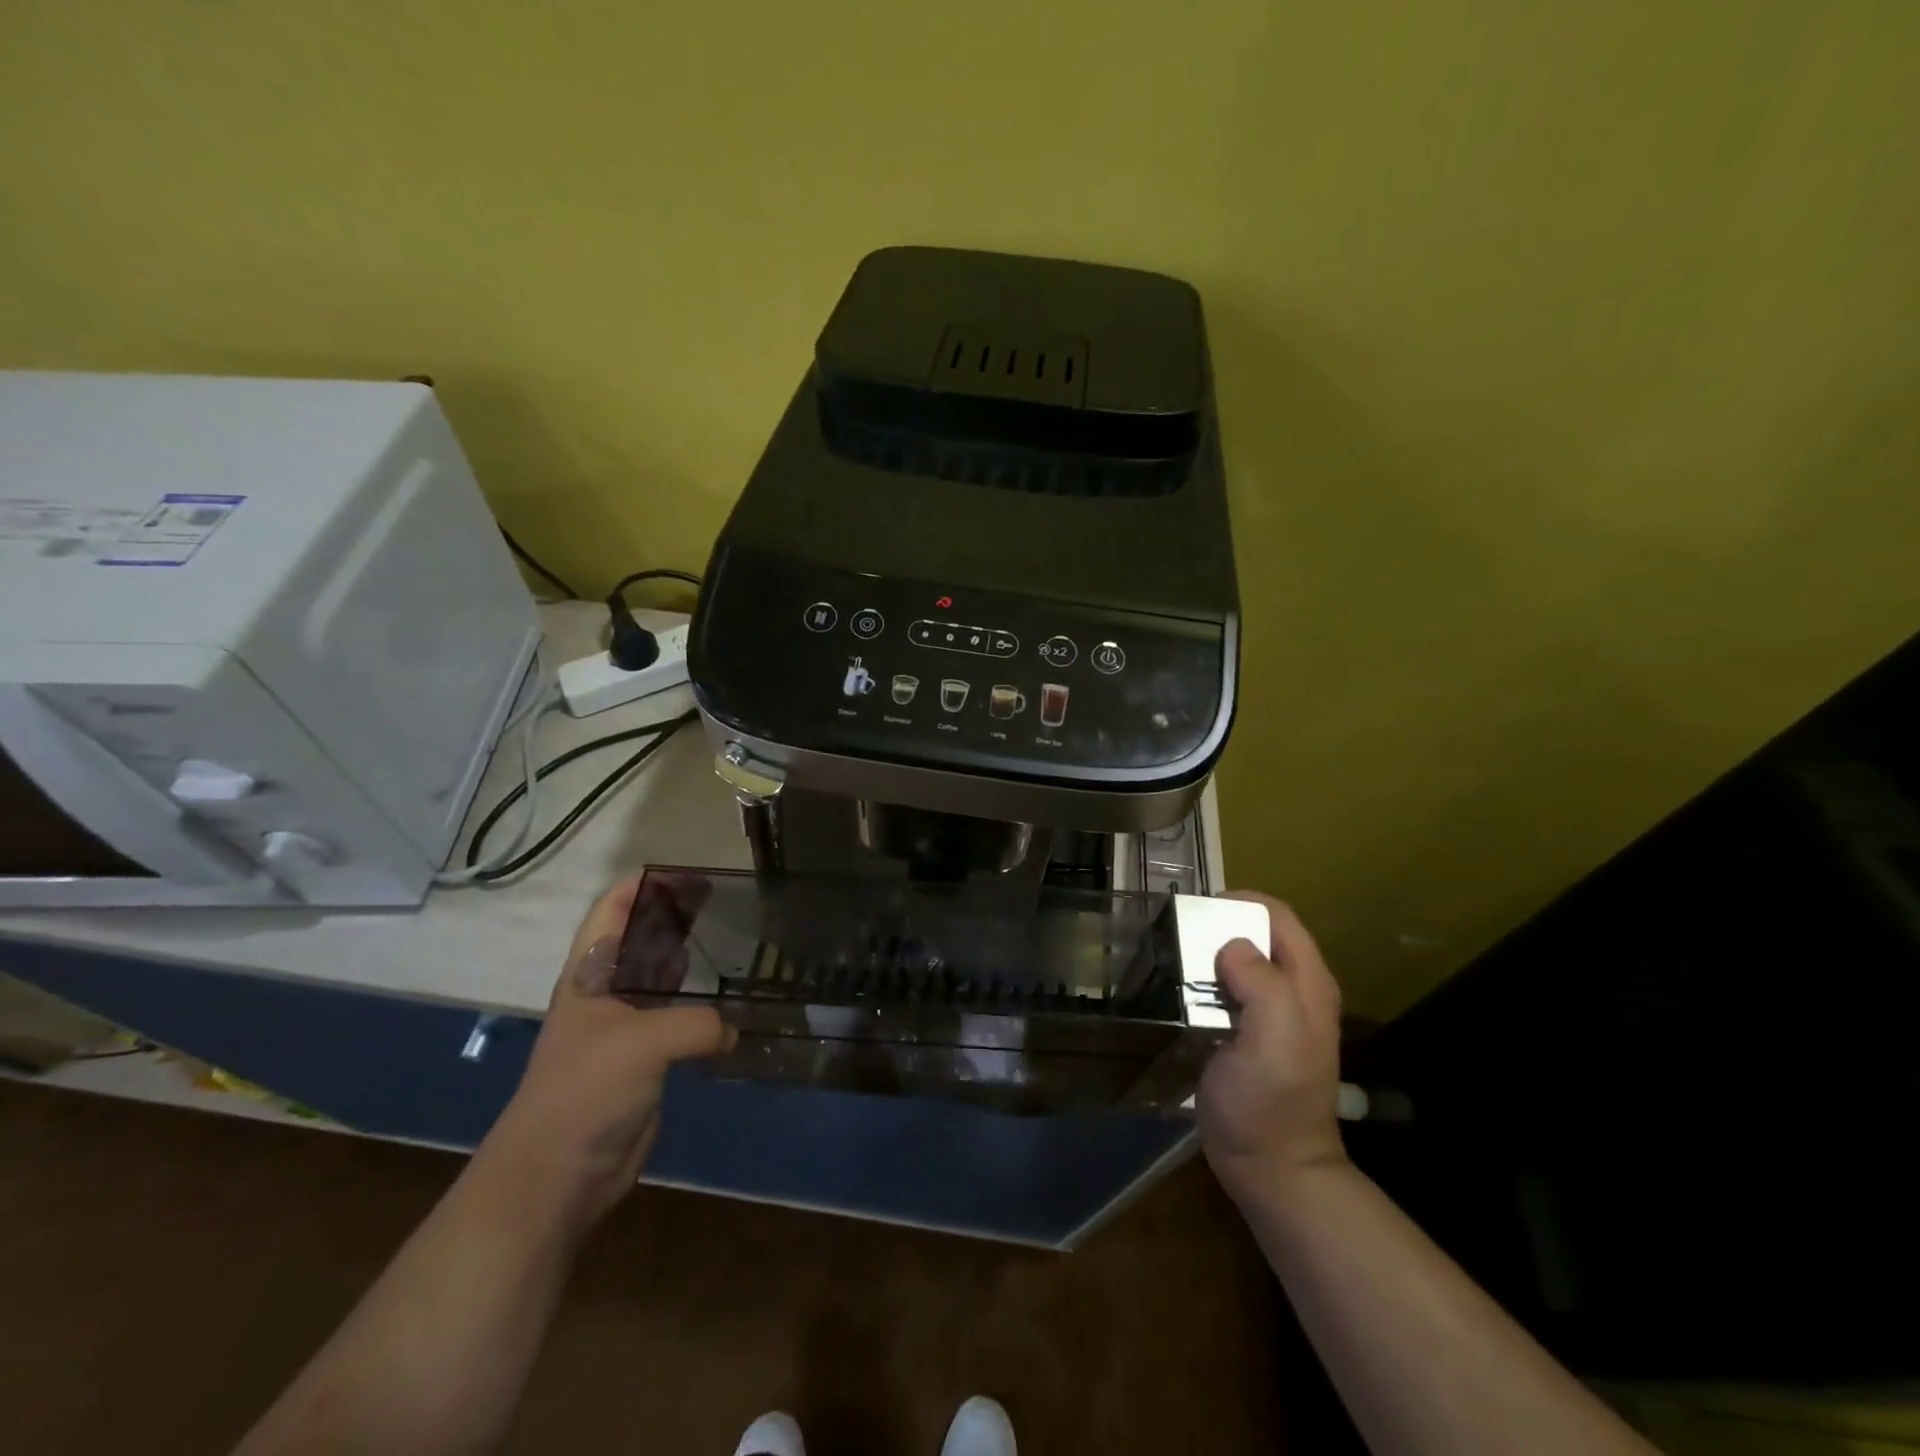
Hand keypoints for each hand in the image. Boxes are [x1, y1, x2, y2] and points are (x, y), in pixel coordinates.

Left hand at [484, 874, 734, 1230]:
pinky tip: (733, 1006)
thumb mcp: (644, 1042)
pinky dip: (704, 1010)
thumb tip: (732, 1032)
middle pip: (640, 941)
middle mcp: (606, 994)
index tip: (688, 873)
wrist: (556, 1178)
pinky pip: (679, 1023)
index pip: (610, 911)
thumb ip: (698, 1023)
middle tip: (724, 903)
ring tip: (735, 943)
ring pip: (663, 982)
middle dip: (675, 917)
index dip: (643, 886)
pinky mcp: (645, 1063)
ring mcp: (626, 1029)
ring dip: (692, 962)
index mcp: (589, 975)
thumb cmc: (586, 1091)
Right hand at [1197, 891, 1348, 1202]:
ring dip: (1206, 954)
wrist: (1271, 1169)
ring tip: (1171, 957)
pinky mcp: (1246, 1034)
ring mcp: (1270, 1015)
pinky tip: (1178, 991)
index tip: (1198, 909)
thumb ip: (1261, 982)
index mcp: (1307, 983)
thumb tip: (1231, 946)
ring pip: (1237, 962)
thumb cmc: (1272, 1102)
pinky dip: (1201, 981)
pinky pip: (1224, 990)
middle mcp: (1293, 991)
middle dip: (1218, 926)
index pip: (1278, 917)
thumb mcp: (1274, 1037)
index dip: (1241, 902)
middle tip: (1178, 934)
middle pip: (1256, 935)